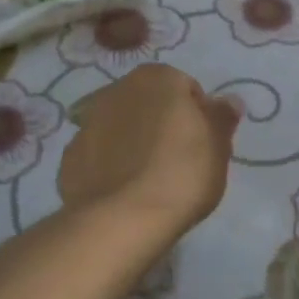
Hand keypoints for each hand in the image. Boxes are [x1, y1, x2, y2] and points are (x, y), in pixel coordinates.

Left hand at [59, 63, 240, 236]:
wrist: (122, 220)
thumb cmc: (182, 173)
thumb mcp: (218, 145)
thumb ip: (222, 117)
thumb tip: (228, 100)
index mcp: (157, 78)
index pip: (186, 89)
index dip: (198, 117)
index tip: (203, 145)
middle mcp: (118, 89)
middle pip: (150, 104)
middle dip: (162, 124)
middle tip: (178, 161)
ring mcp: (88, 122)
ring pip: (121, 127)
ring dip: (133, 142)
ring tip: (149, 180)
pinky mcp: (69, 157)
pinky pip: (99, 155)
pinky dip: (110, 165)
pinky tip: (123, 191)